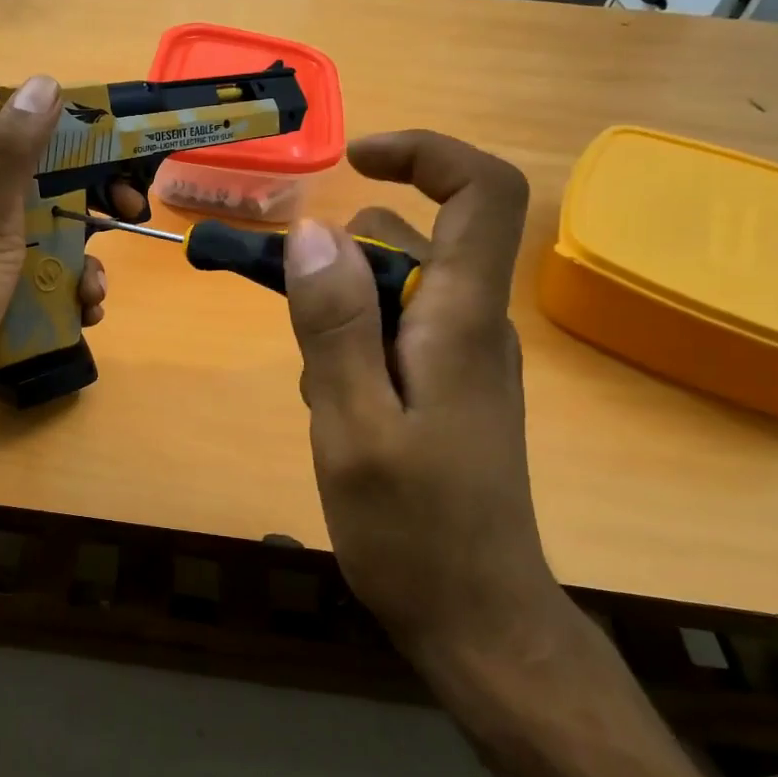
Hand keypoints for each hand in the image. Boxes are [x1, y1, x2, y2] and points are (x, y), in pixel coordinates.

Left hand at [0, 75, 137, 439]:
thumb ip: (13, 156)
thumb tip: (44, 83)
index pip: (16, 152)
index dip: (67, 150)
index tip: (110, 158)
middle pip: (41, 202)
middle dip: (86, 214)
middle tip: (126, 215)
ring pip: (50, 250)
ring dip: (83, 266)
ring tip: (94, 291)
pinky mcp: (0, 309)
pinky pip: (46, 290)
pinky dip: (71, 299)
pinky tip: (86, 315)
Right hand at [283, 131, 561, 670]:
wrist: (478, 621)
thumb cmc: (414, 531)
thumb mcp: (352, 426)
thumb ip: (334, 326)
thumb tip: (316, 232)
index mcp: (460, 321)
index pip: (481, 194)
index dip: (425, 155)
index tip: (355, 159)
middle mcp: (472, 325)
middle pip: (411, 241)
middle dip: (342, 263)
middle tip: (296, 327)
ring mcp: (463, 359)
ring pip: (392, 290)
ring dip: (340, 315)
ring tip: (321, 392)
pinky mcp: (448, 389)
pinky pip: (392, 333)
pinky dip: (353, 348)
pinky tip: (337, 411)